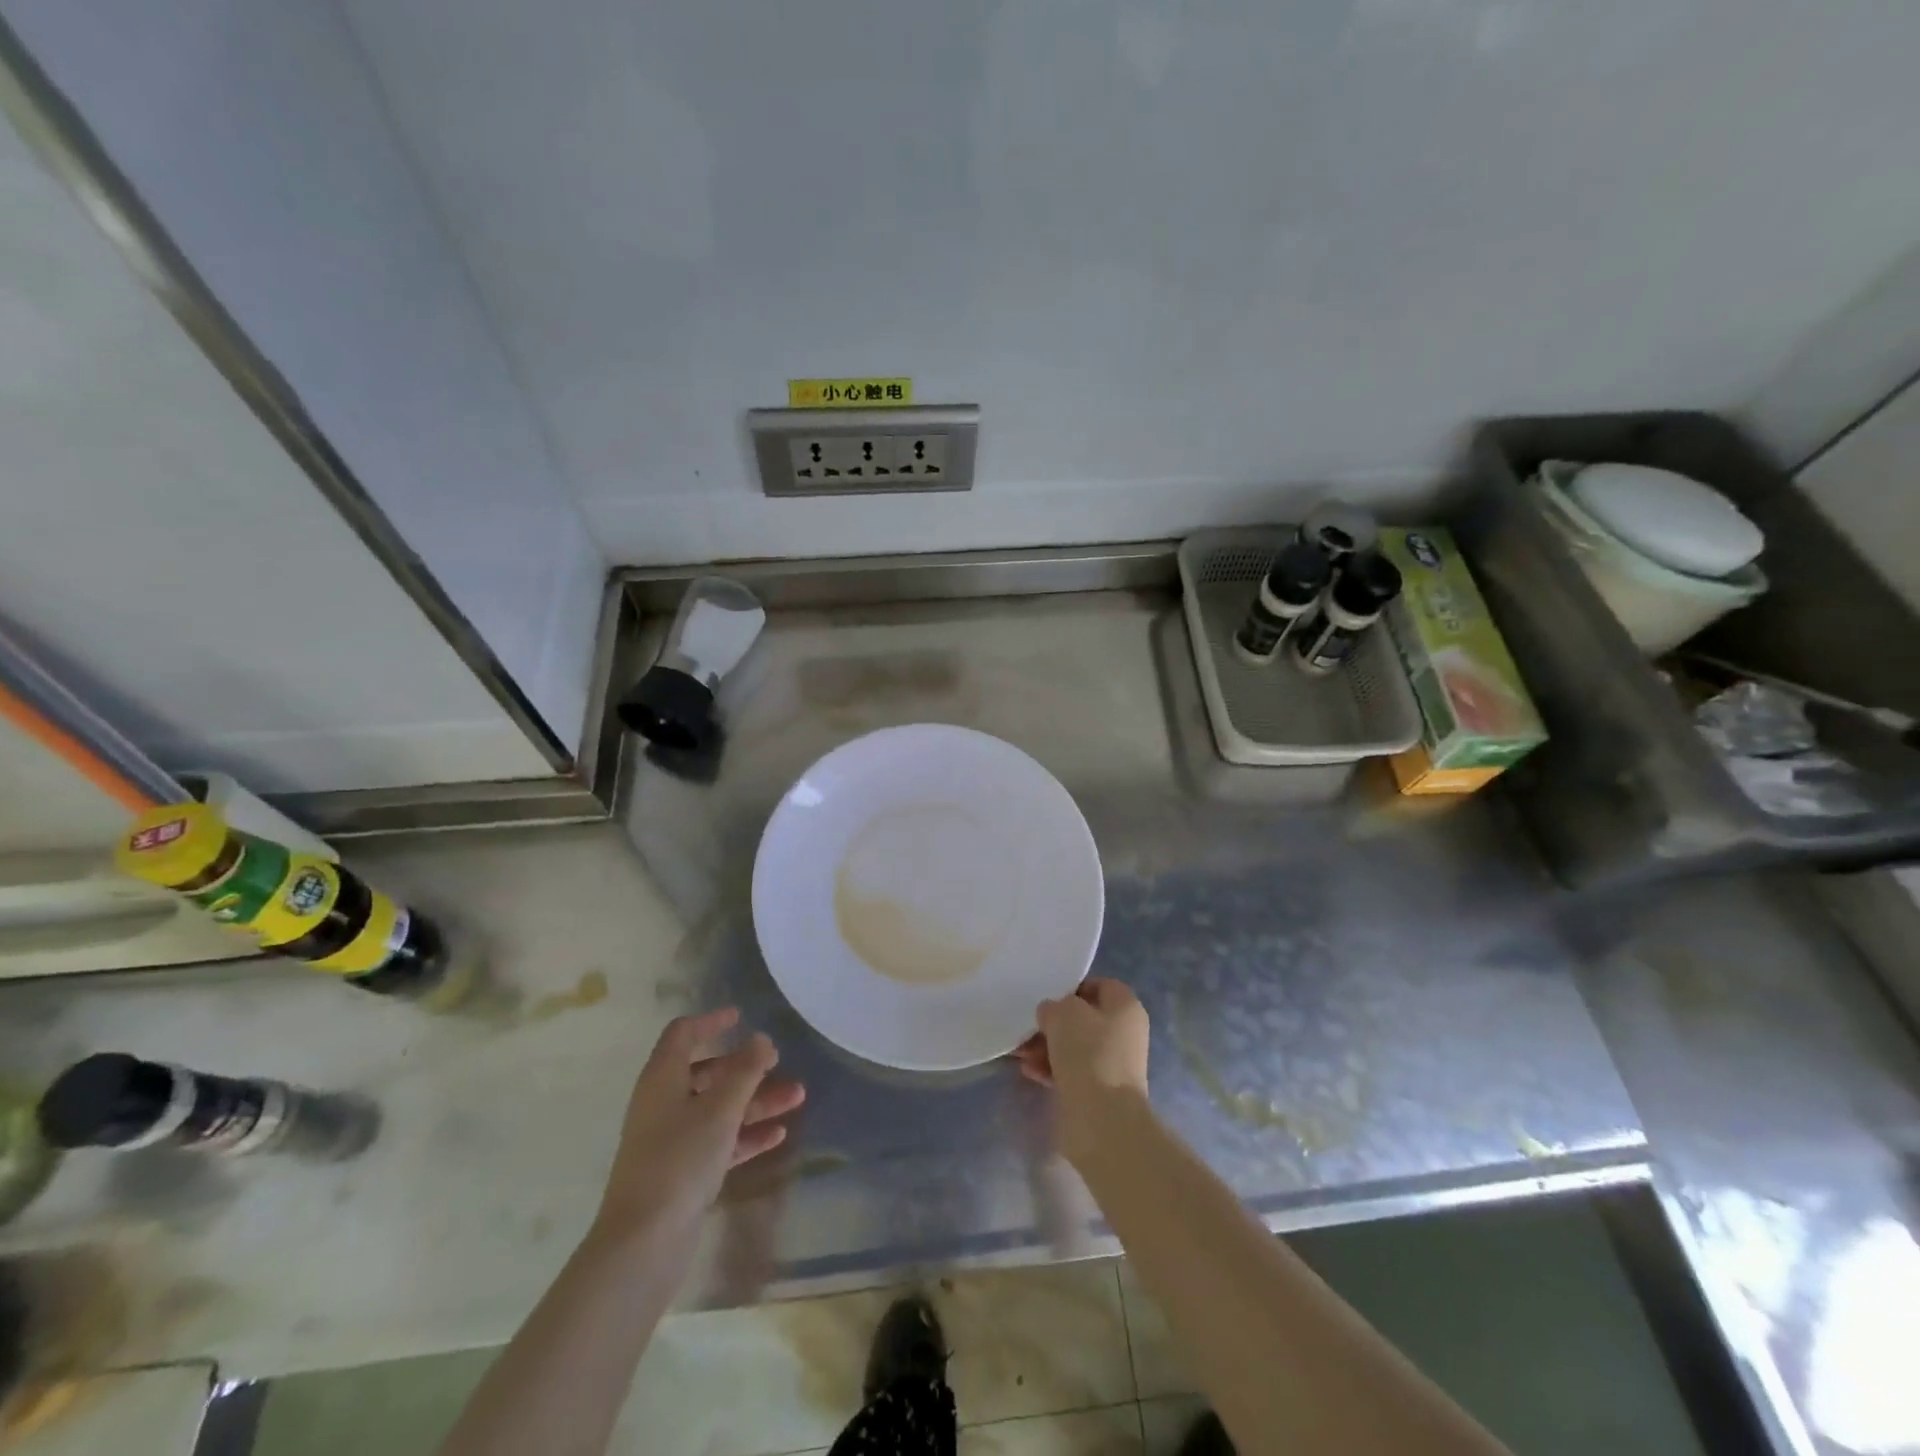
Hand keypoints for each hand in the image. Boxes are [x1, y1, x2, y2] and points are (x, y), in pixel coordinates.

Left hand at [594, 1008, 805, 1240]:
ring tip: (798, 1097)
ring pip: (718, 1108)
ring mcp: (672, 1140)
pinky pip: (719, 1141)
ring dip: (756, 1100)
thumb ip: (745, 1070)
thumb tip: (761, 1038)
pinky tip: (778, 1134)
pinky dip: (746, 1133)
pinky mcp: (682, 1173)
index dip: (710, 1021)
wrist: (643, 1243)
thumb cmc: (680, 1160)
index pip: (683, 1035)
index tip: (741, 1016)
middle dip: (746, 1067)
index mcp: (662, 1079)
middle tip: (779, 1062)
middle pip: (706, 1072)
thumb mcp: (720, 1108)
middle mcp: (663, 1104)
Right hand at [1015, 978, 1150, 1164]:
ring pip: (1074, 1046)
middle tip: (1027, 1026)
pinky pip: (1071, 1071)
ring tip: (1020, 1052)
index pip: (1099, 986)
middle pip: (1083, 1019)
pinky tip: (1029, 1071)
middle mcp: (1124, 1033)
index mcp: (1126, 1007)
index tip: (1048, 996)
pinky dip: (1050, 1068)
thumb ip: (1054, 1006)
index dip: (1072, 988)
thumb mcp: (1063, 1013)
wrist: (1102, 1119)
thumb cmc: (1089, 1052)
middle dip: (1052, 1022)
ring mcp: (1112, 1064)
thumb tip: (1051, 1014)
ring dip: (1046, 1046)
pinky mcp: (1099, 1091)